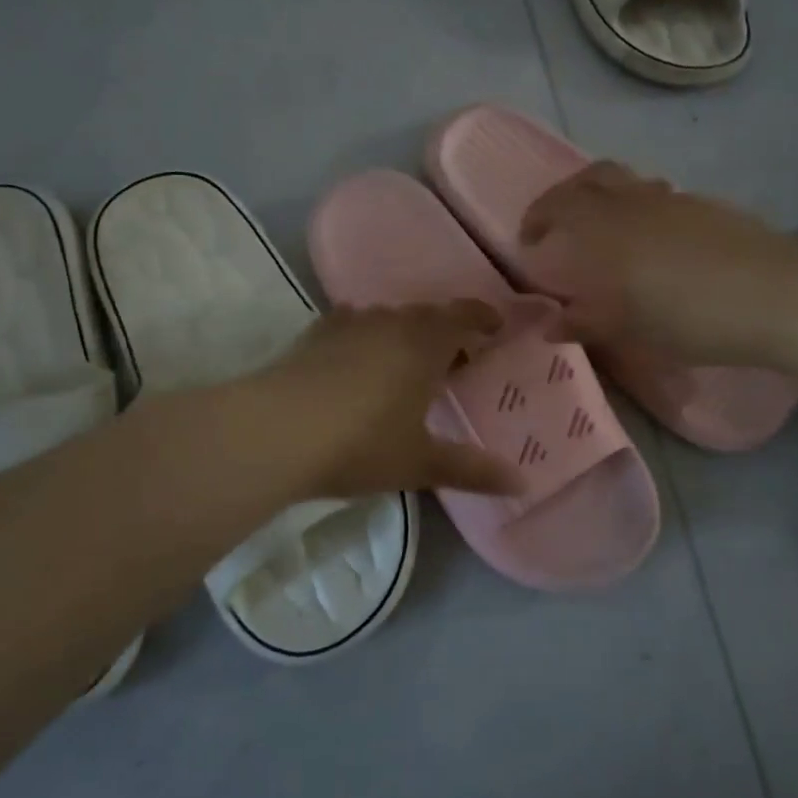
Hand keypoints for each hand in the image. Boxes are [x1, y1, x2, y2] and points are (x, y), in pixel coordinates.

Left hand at [261, 301, 523, 499]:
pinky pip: (352, 325)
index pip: (463, 315)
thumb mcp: (420, 462)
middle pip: (427, 315)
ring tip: (408, 363)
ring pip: (388, 319)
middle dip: (446, 332)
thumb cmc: (360, 444)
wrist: (275, 431)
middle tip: (456, 359)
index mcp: (424, 344)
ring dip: (405, 334)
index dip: (483, 317)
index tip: (496, 327)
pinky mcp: (314, 335)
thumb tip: (522, 481)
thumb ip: (472, 470)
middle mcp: (390, 323)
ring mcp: (348, 325)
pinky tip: (358, 360)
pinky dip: (366, 337)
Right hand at [520, 161, 797, 365]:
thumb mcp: (632, 330)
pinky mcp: (707, 206)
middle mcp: (635, 202)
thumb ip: (586, 323)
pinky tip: (655, 247)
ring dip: (606, 199)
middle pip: (592, 176)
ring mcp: (675, 199)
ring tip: (606, 237)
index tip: (530, 242)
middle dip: (567, 195)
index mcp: (607, 228)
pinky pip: (659, 197)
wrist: (779, 295)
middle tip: (559, 226)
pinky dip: (641, 210)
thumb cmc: (693, 317)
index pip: (558, 205)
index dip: (537, 218)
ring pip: (628, 183)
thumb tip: (551, 325)